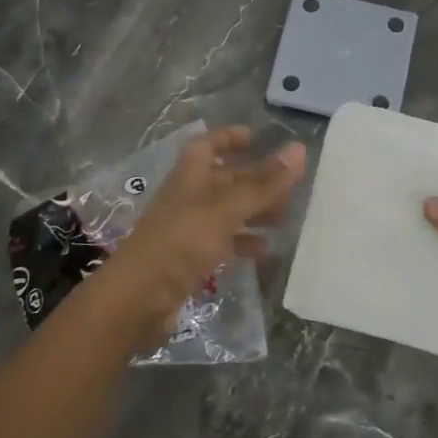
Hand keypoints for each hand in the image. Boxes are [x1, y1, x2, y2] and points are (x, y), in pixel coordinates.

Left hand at [86, 127, 305, 347]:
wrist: (137, 299)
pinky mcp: (190, 260)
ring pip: (226, 212)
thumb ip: (263, 184)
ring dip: (253, 212)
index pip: (208, 145)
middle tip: (289, 187)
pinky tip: (265, 251)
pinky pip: (222, 244)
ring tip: (284, 218)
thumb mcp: (225, 210)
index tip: (256, 138)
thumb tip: (300, 149)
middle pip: (223, 180)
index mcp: (190, 176)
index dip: (229, 138)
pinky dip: (243, 243)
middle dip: (254, 180)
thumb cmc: (180, 243)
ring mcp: (188, 230)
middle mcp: (188, 198)